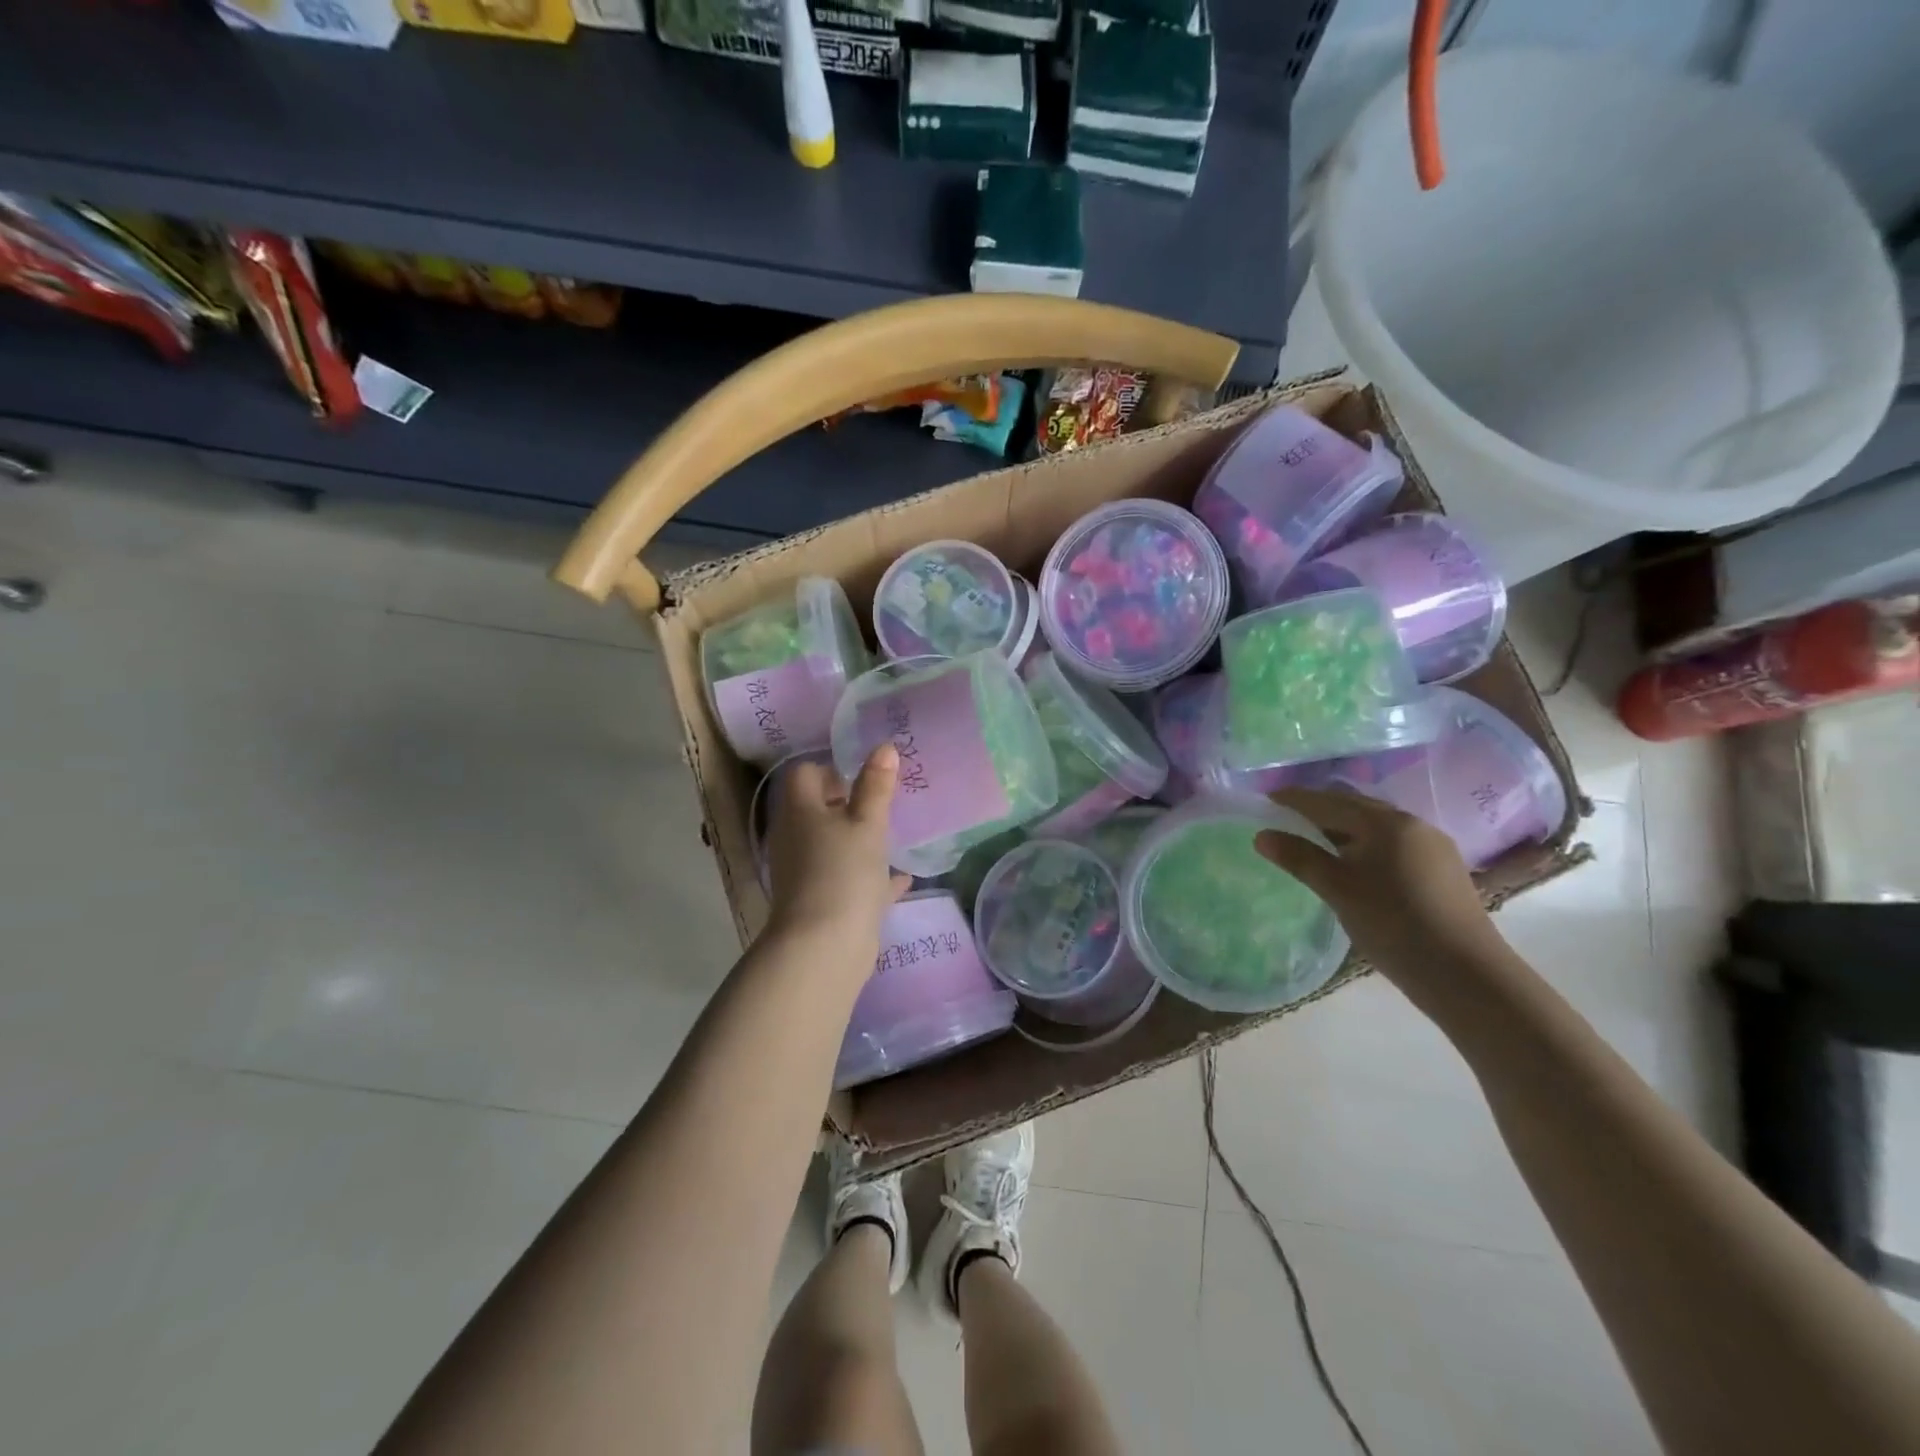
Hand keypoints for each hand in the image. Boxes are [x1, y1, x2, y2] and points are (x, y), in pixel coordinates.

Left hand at [765, 747, 908, 943]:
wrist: (824, 946)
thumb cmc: (843, 871)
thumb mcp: (867, 824)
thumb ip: (876, 786)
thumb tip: (884, 747)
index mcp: (800, 811)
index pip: (805, 774)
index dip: (831, 768)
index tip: (864, 773)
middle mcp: (795, 837)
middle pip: (817, 809)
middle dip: (849, 803)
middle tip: (884, 801)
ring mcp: (805, 871)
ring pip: (832, 844)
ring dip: (858, 839)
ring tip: (893, 834)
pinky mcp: (820, 901)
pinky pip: (846, 878)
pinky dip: (868, 875)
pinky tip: (900, 877)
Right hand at [1254, 787, 1508, 988]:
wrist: (1466, 974)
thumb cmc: (1393, 924)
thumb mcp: (1337, 889)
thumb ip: (1299, 858)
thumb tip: (1262, 835)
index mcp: (1385, 822)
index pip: (1329, 802)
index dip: (1295, 799)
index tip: (1267, 798)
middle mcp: (1412, 823)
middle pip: (1355, 806)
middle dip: (1320, 807)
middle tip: (1287, 814)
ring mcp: (1432, 846)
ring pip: (1376, 824)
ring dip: (1344, 825)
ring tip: (1316, 836)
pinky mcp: (1443, 869)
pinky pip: (1393, 842)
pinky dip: (1366, 842)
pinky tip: (1356, 860)